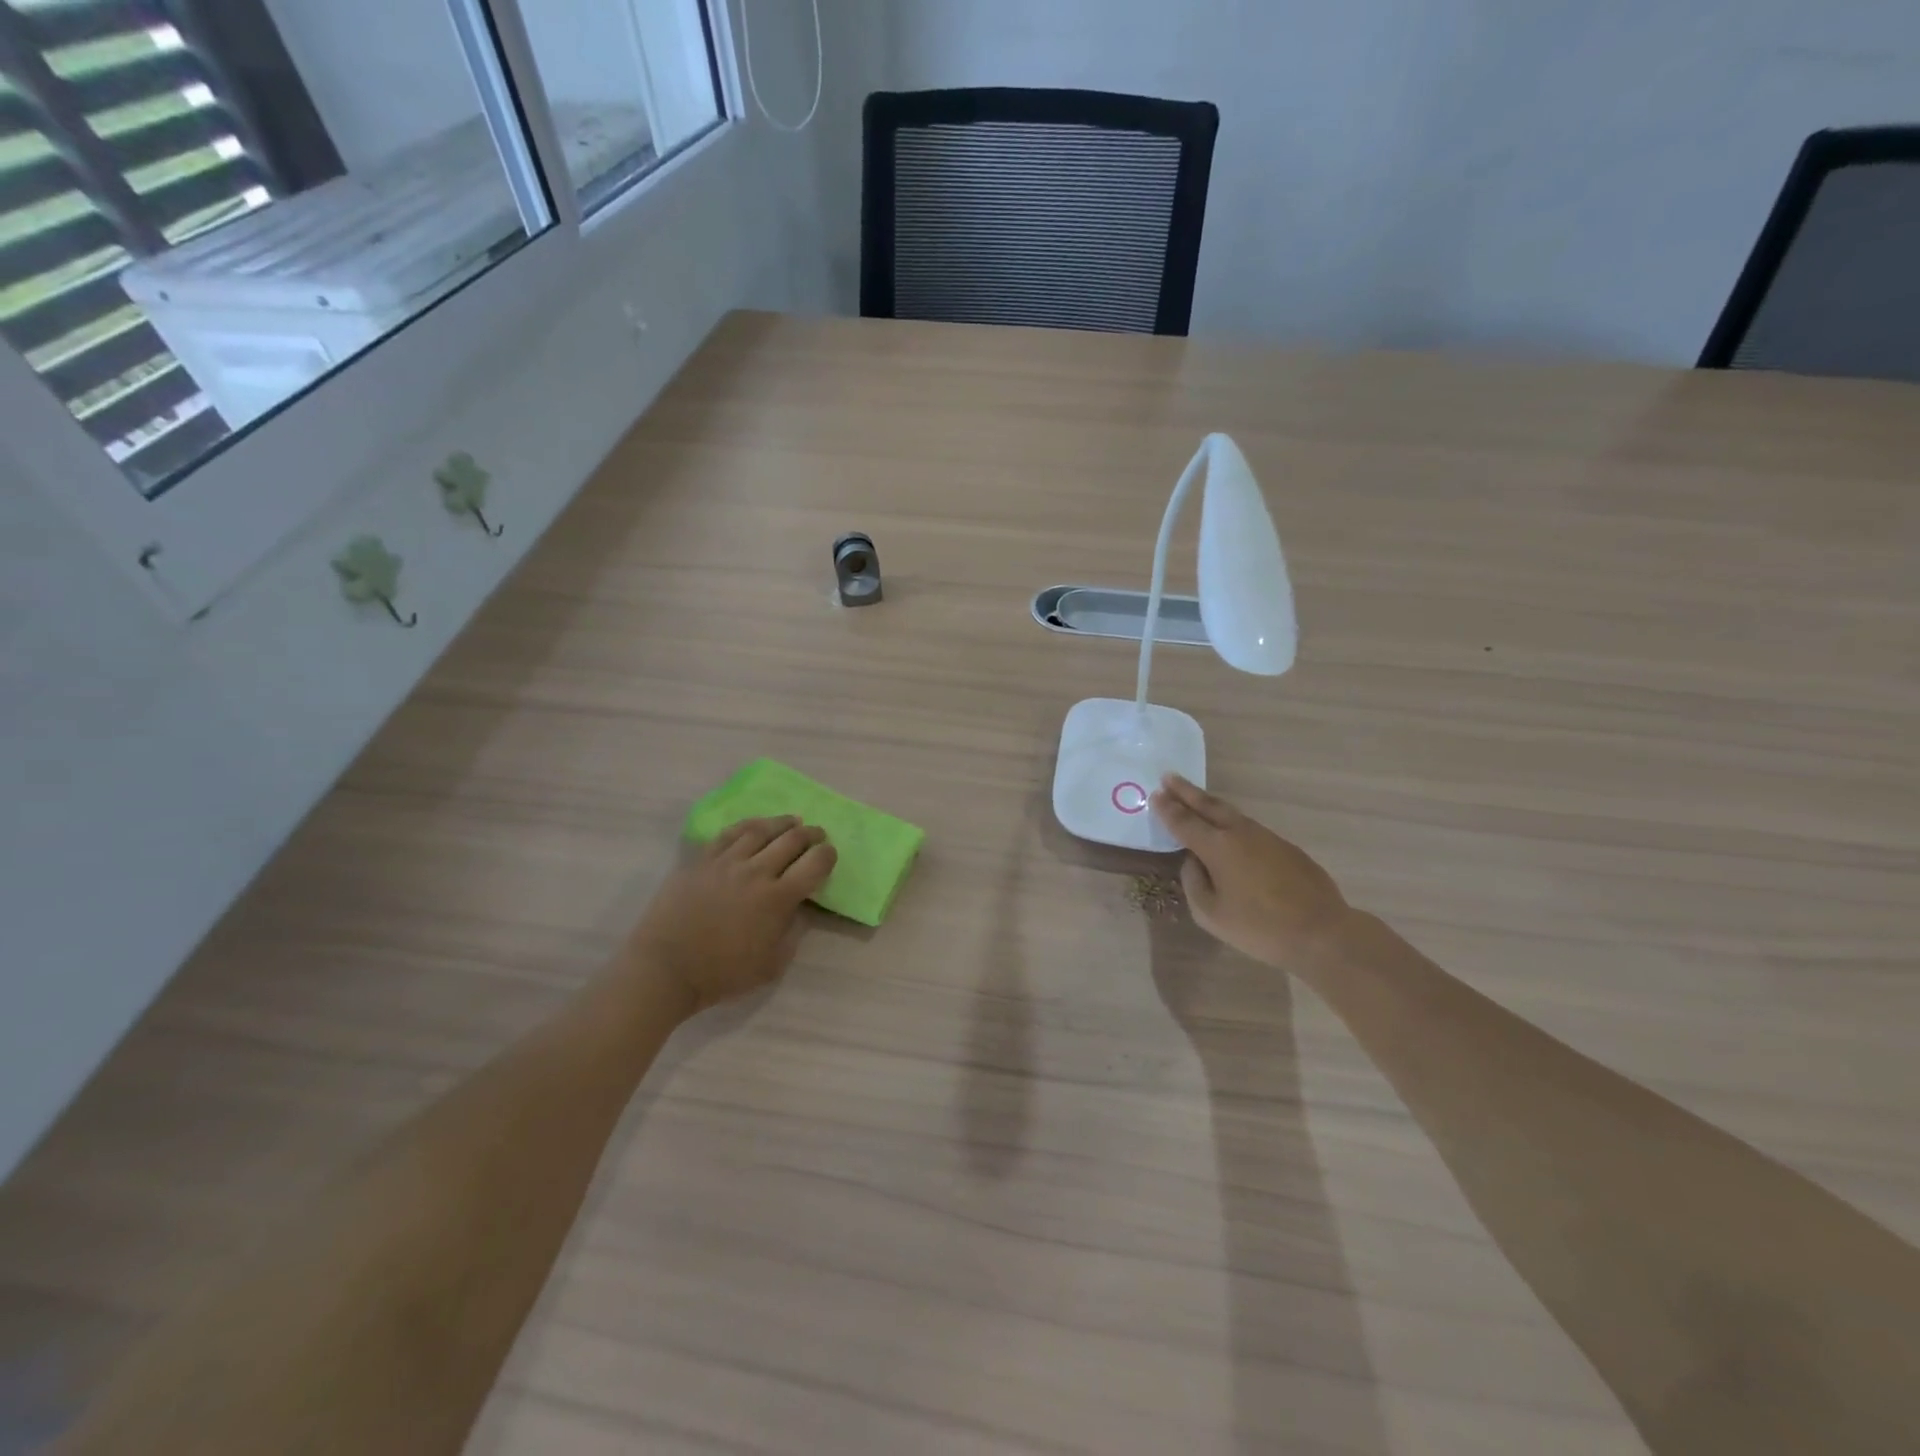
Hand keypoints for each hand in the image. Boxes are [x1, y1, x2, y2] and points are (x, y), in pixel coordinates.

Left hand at [628, 817, 835, 1014]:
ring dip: (783, 823)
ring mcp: (726, 862)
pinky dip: (749, 825)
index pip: (815, 864)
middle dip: (812, 834)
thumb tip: (799, 908)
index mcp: (778, 899)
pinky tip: (755, 827)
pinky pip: (730, 833)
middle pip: (792, 840)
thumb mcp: (771, 966)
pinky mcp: (702, 859)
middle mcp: (756, 872)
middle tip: (818, 835)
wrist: (665, 968)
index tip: (830, 855)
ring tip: (792, 822)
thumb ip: (792, 933)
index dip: (828, 855)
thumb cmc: (721, 974)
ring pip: (761, 829)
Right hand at [1150, 775, 1351, 971]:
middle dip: (1186, 791)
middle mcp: (1240, 834)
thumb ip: (1194, 883)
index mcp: (1217, 847)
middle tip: (1169, 777)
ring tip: (1196, 799)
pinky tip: (1230, 832)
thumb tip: (1194, 862)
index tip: (1155, 794)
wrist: (1321, 932)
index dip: (1167, 809)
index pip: (1184, 822)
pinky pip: (1250, 829)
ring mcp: (1266, 838)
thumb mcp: (1210, 914)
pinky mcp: (1286, 848)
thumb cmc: (1258, 927)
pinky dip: (1232, 824)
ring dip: (1210, 804)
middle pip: (1208, 806)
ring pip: (1231, 814)